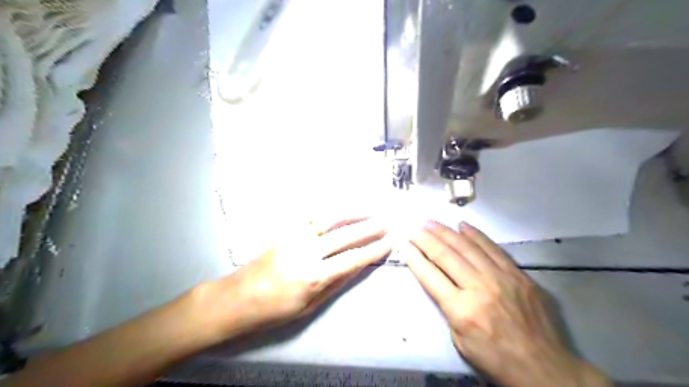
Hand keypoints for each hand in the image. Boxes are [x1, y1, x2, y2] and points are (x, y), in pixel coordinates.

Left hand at [204, 218, 389, 338]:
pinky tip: (341, 207)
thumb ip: (335, 283)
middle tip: (385, 223)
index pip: (352, 259)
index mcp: (313, 276)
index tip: (388, 243)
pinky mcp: (285, 231)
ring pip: (329, 219)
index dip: (373, 250)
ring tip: (369, 209)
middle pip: (344, 235)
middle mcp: (306, 251)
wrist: (238, 297)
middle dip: (368, 228)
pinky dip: (330, 210)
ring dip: (352, 212)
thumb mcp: (309, 306)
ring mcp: (294, 237)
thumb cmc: (274, 310)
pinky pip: (312, 216)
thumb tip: (357, 266)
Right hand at [405, 220, 610, 386]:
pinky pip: (493, 248)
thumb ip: (448, 308)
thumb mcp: (460, 341)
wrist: (542, 366)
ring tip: (431, 222)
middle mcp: (479, 288)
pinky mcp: (517, 274)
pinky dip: (476, 235)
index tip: (405, 246)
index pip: (431, 276)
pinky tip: (463, 225)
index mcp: (461, 310)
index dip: (415, 259)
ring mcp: (500, 278)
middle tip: (415, 229)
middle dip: (426, 239)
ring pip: (467, 247)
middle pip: (446, 256)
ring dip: (446, 232)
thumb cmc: (495, 359)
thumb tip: (440, 282)